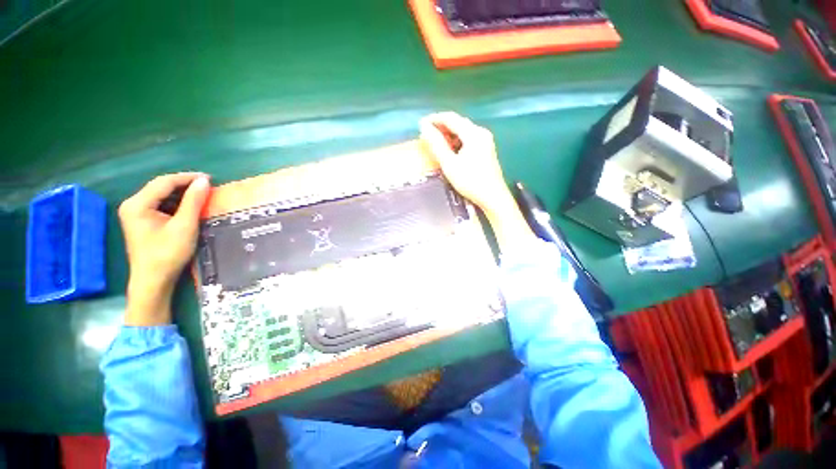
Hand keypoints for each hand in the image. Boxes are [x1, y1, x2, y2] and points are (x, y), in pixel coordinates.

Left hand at [118, 173, 210, 325]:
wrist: (153, 281)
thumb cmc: (168, 253)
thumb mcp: (184, 226)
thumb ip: (193, 201)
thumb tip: (204, 181)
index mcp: (137, 204)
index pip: (164, 182)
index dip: (187, 178)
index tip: (210, 178)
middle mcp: (133, 205)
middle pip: (160, 187)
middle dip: (184, 185)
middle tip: (207, 187)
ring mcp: (135, 214)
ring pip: (161, 196)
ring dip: (181, 195)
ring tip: (202, 196)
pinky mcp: (141, 222)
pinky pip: (160, 206)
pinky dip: (175, 204)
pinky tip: (189, 208)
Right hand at [419, 112, 510, 213]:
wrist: (493, 197)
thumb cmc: (470, 181)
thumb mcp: (450, 164)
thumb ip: (437, 145)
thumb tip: (424, 128)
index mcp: (473, 133)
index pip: (450, 118)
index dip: (434, 119)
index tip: (421, 125)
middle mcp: (481, 132)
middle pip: (458, 123)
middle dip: (441, 127)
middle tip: (427, 135)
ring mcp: (485, 141)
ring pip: (463, 131)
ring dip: (449, 135)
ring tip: (436, 143)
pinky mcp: (486, 149)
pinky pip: (468, 139)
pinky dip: (457, 142)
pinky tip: (450, 151)